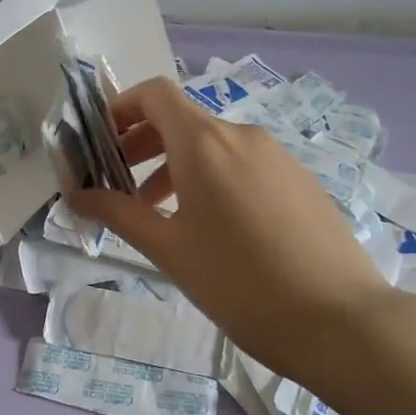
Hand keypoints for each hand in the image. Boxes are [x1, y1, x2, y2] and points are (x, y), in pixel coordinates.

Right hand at [69, 77, 394, 382]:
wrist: (339, 321)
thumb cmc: (239, 283)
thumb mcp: (169, 249)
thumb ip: (118, 214)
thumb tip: (76, 195)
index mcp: (204, 143)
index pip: (154, 94)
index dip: (121, 107)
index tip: (100, 142)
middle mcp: (242, 136)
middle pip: (181, 120)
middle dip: (142, 144)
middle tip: (118, 185)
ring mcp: (277, 156)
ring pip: (213, 146)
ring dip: (176, 166)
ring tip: (160, 214)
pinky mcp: (300, 180)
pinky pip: (243, 164)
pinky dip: (213, 178)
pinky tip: (213, 228)